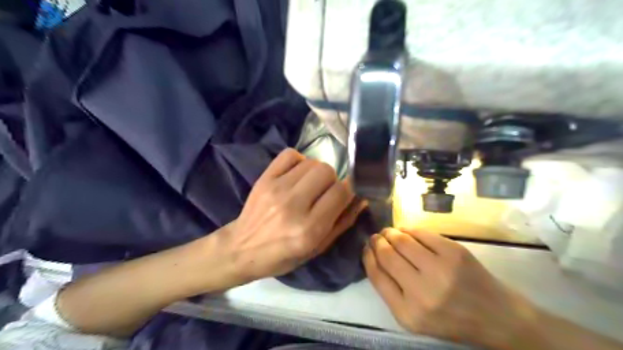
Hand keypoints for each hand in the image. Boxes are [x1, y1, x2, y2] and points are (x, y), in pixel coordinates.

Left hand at [223, 150, 365, 281]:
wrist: (241, 249)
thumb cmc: (282, 256)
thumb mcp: (317, 249)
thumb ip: (343, 223)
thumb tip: (361, 199)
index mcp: (309, 229)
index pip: (341, 192)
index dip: (350, 189)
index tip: (347, 193)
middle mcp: (293, 205)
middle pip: (327, 171)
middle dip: (333, 181)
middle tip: (325, 193)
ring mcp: (277, 188)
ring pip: (312, 162)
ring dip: (317, 173)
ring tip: (310, 186)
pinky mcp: (264, 178)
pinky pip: (291, 154)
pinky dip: (300, 161)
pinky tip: (297, 175)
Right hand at [364, 227, 531, 347]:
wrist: (495, 317)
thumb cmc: (450, 319)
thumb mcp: (414, 317)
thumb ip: (391, 290)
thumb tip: (374, 256)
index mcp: (407, 313)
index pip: (376, 275)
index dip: (368, 257)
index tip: (366, 248)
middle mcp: (421, 292)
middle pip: (387, 255)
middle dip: (377, 242)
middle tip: (376, 237)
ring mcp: (439, 269)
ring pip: (402, 241)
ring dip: (390, 233)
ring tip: (388, 232)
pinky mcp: (454, 252)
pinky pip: (421, 233)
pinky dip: (409, 230)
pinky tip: (405, 231)